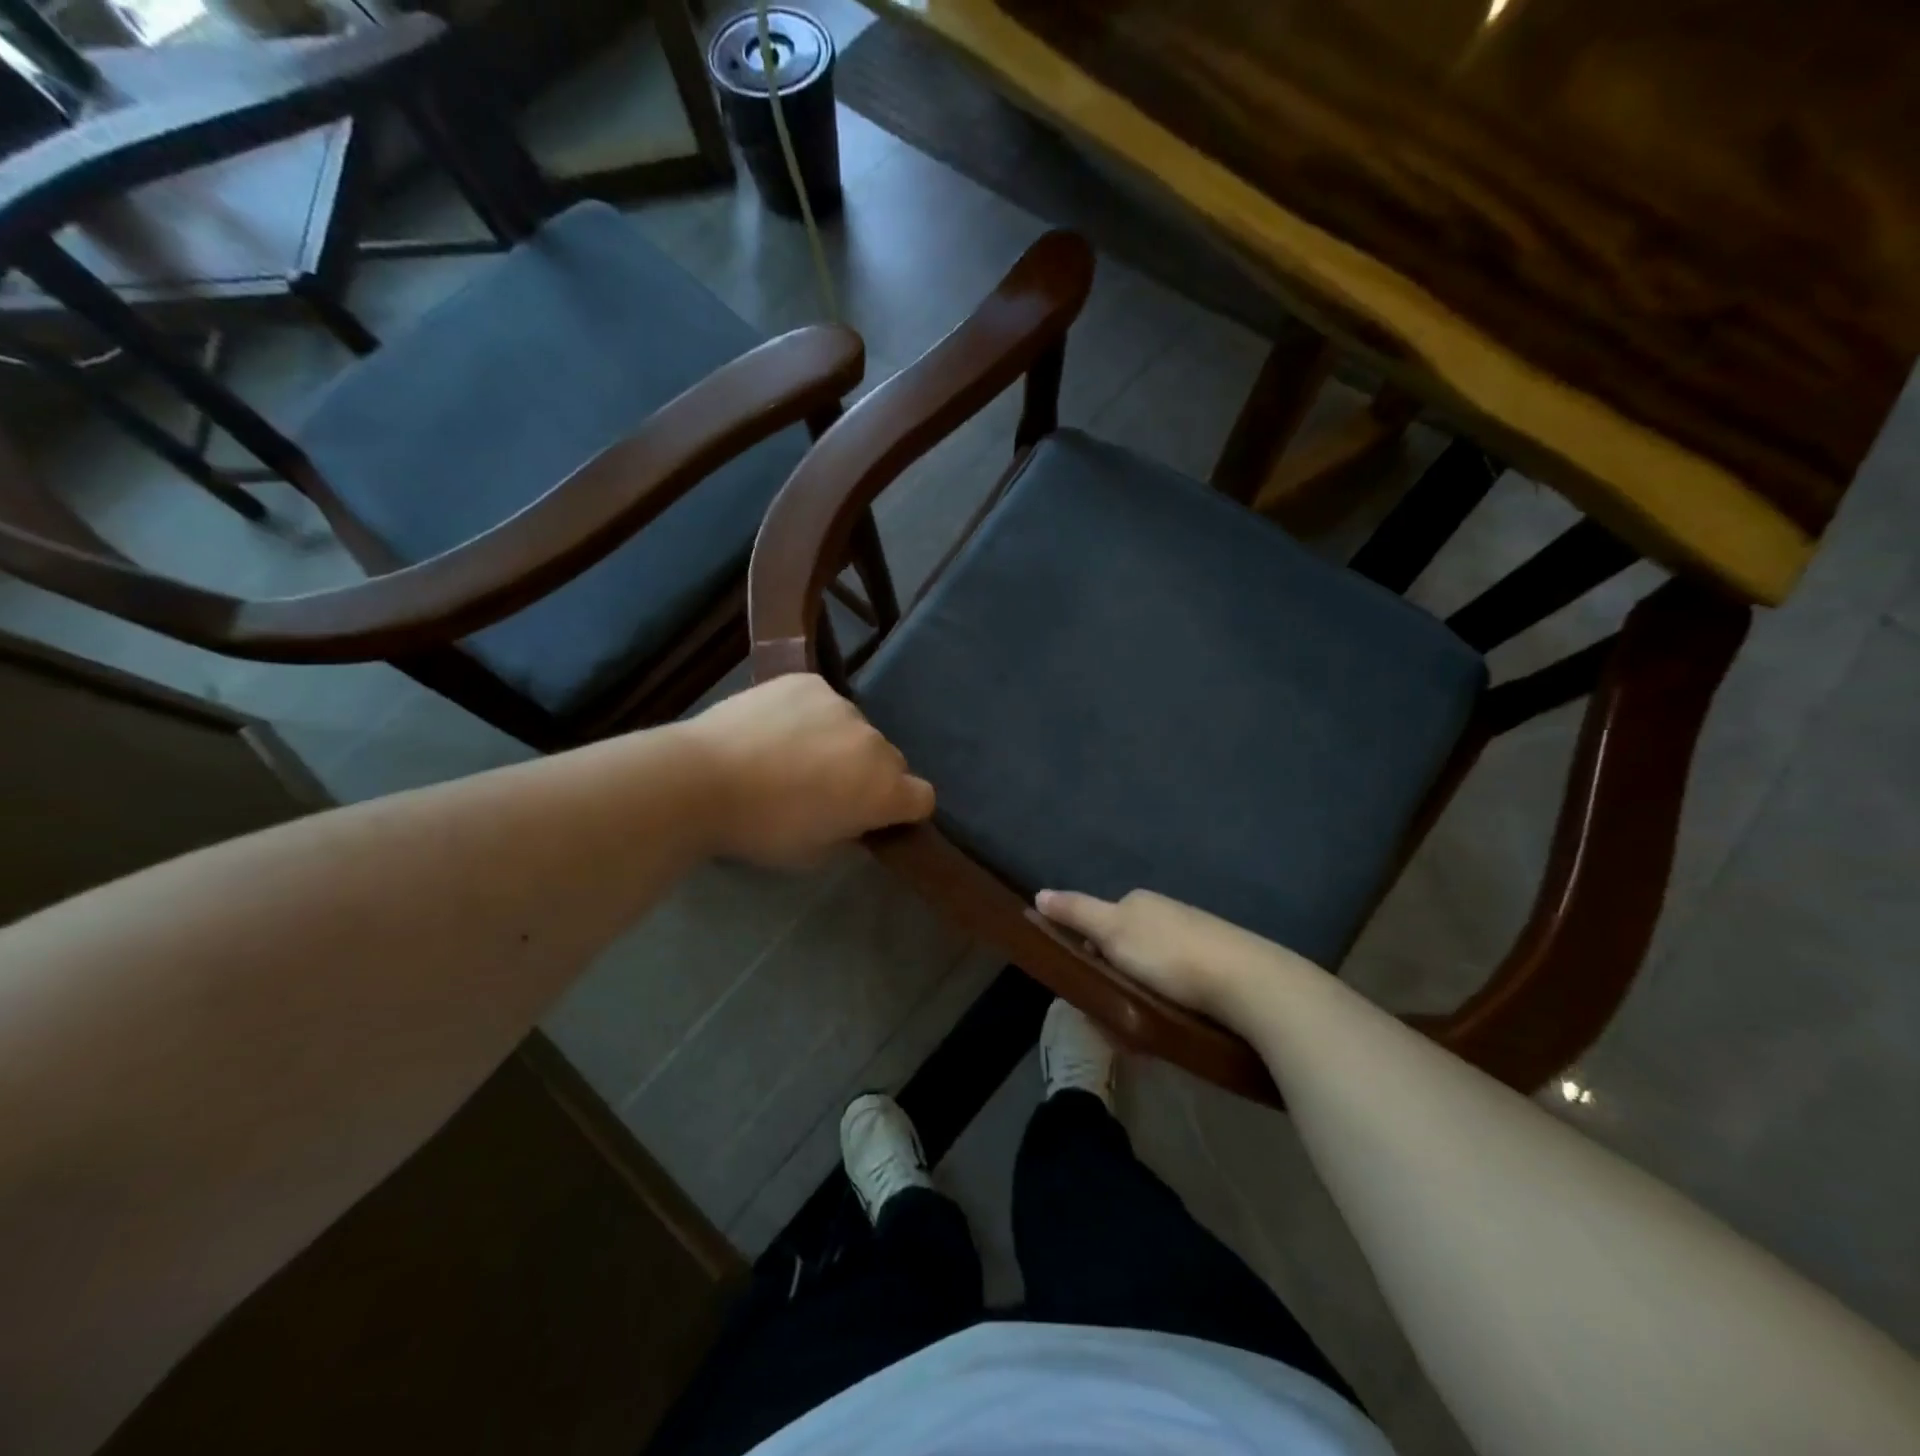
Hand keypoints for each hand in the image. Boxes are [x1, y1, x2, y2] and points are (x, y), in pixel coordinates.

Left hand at [688, 675, 934, 867]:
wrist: (701, 779)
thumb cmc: (760, 829)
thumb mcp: (813, 853)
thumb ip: (848, 833)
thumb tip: (852, 817)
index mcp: (883, 789)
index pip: (922, 798)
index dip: (902, 809)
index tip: (874, 816)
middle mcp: (875, 743)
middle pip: (889, 761)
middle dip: (867, 775)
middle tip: (824, 788)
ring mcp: (843, 706)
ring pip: (854, 729)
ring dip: (838, 742)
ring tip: (791, 755)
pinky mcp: (810, 682)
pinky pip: (823, 703)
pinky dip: (809, 716)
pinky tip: (775, 729)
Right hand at [1035, 888, 1260, 1022]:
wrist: (1248, 983)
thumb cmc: (1170, 955)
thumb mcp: (1112, 931)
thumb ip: (1076, 913)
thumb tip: (1039, 893)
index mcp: (1140, 903)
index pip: (1100, 924)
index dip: (1089, 955)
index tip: (1089, 986)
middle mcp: (1166, 915)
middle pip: (1126, 950)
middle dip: (1116, 981)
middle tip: (1115, 1016)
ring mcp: (1195, 940)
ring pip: (1151, 972)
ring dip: (1141, 999)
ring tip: (1143, 1033)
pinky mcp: (1217, 970)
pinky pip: (1179, 988)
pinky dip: (1168, 1007)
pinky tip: (1172, 1027)